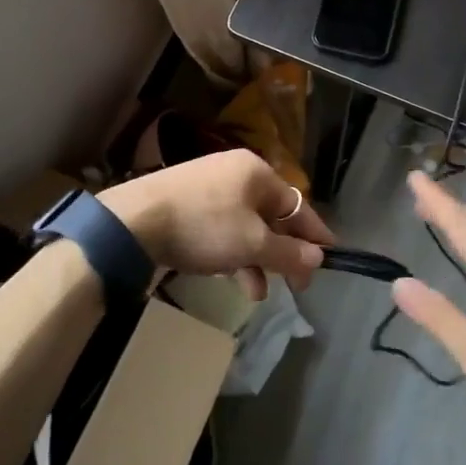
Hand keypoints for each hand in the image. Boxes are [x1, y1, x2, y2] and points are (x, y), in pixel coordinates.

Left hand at [100, 149, 332, 299]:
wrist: (134, 221)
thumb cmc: (204, 227)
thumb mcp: (252, 245)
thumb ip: (289, 253)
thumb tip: (318, 257)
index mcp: (257, 173)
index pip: (298, 205)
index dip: (315, 235)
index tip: (331, 259)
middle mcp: (235, 172)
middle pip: (272, 216)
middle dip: (282, 253)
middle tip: (294, 285)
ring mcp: (209, 185)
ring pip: (246, 225)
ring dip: (256, 259)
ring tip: (256, 292)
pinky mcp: (186, 201)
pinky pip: (222, 227)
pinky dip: (231, 252)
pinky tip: (229, 276)